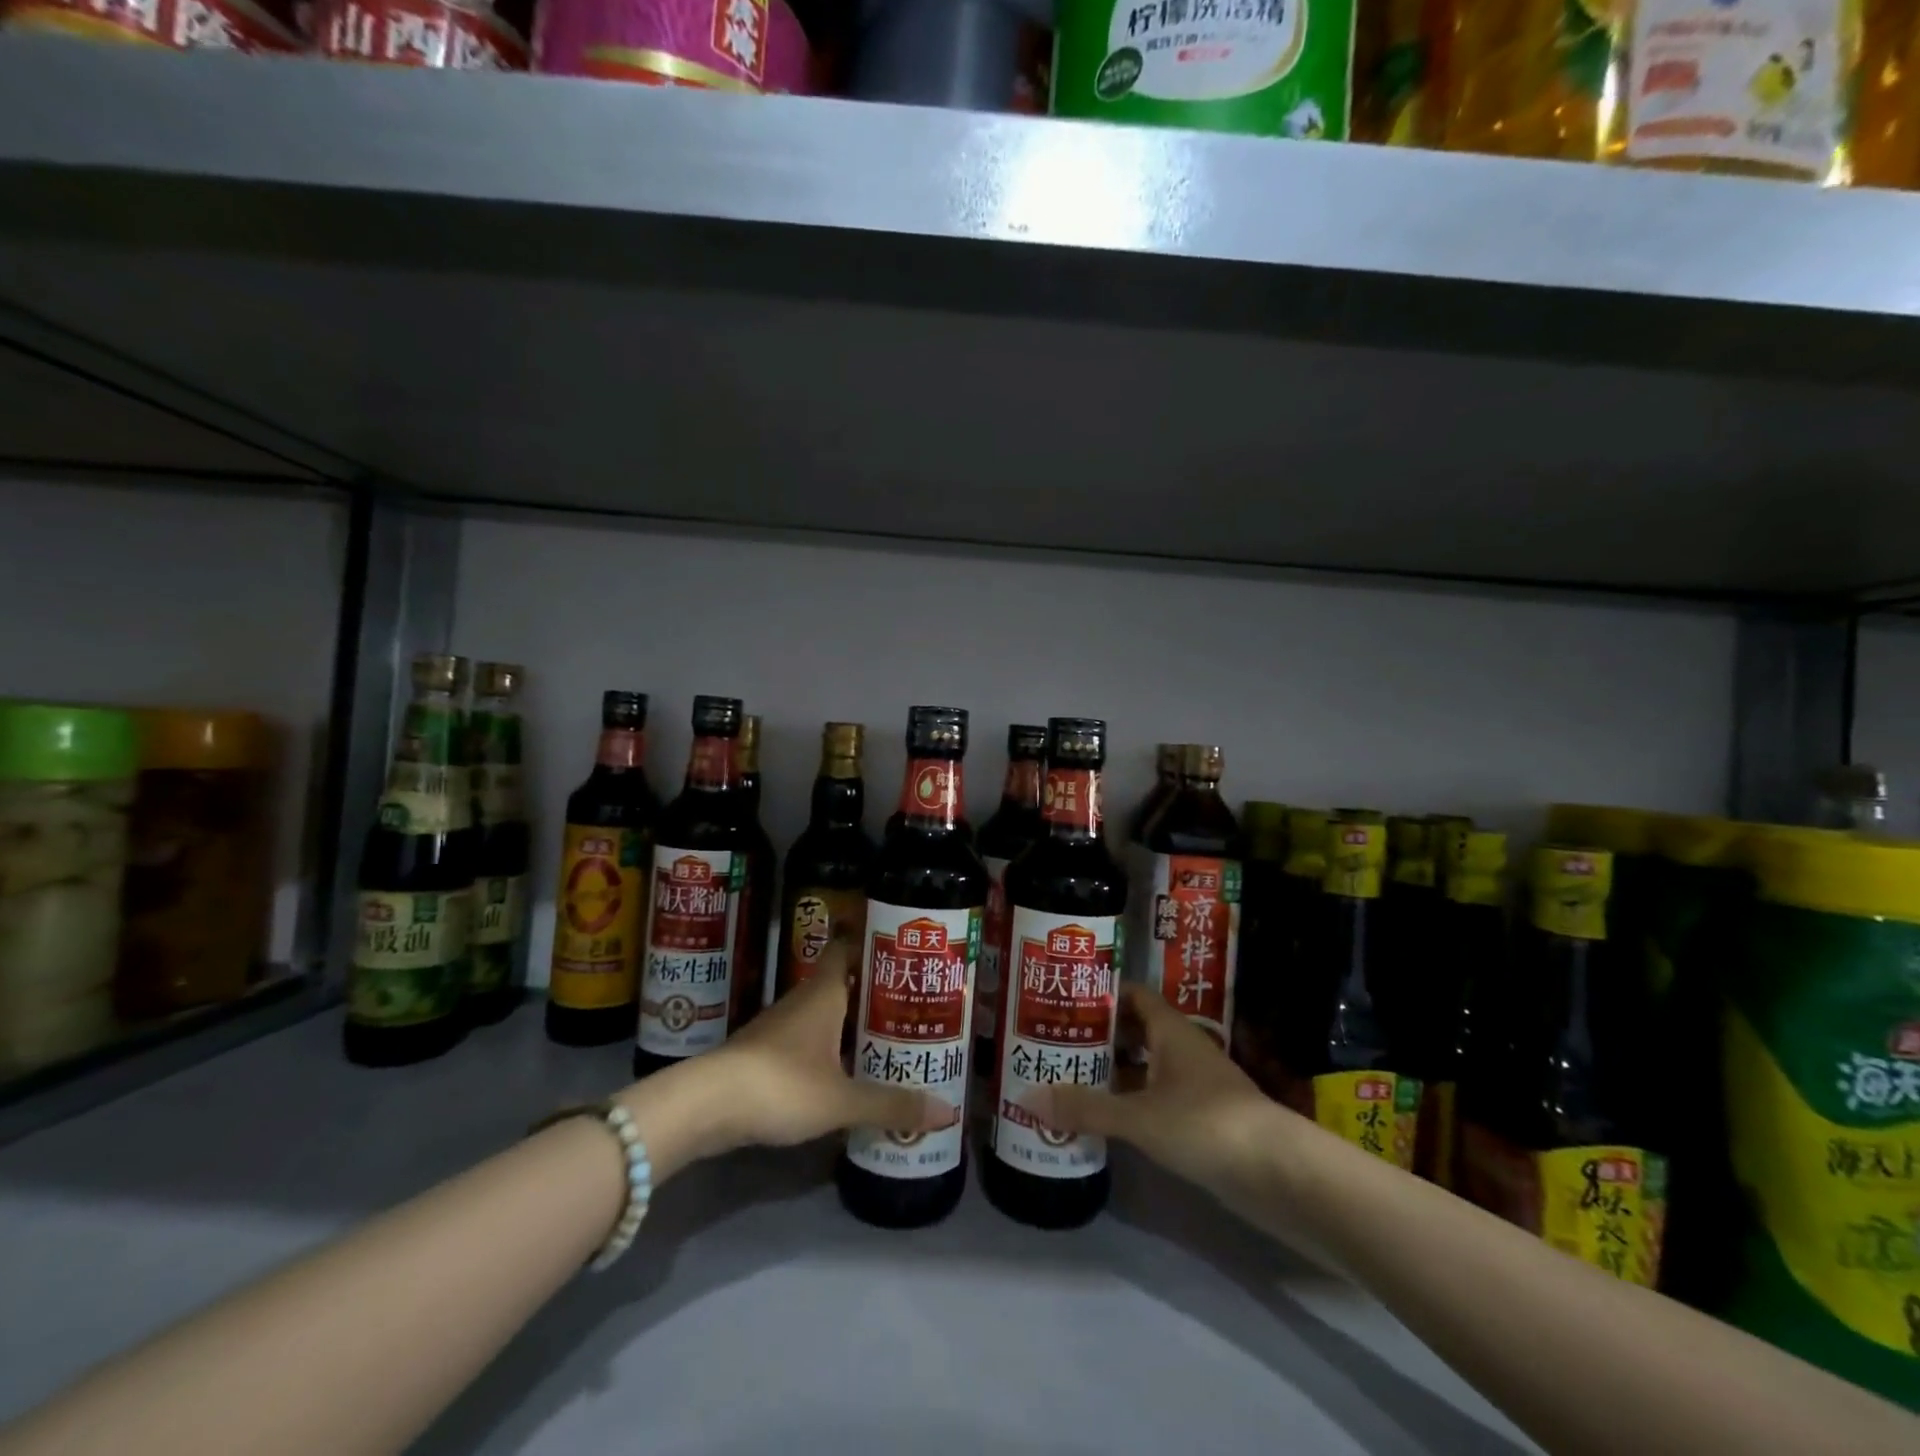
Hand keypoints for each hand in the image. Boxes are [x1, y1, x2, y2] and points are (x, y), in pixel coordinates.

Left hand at [666, 947, 953, 1158]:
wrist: (705, 1106)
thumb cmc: (780, 1084)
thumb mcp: (841, 1099)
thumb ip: (891, 1104)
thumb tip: (948, 1111)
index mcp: (824, 992)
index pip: (848, 948)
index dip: (872, 945)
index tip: (903, 953)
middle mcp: (803, 1000)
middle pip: (843, 983)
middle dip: (874, 992)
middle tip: (913, 1003)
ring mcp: (780, 1027)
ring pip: (826, 1014)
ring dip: (853, 1023)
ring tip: (890, 1037)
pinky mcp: (766, 1054)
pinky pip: (809, 1040)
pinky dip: (831, 1048)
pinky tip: (848, 1071)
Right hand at [1032, 983, 1280, 1197]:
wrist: (1280, 1175)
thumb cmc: (1207, 1124)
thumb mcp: (1139, 1116)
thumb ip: (1086, 1107)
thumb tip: (1027, 1097)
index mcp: (1171, 1031)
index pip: (1132, 995)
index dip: (1101, 994)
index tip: (1064, 998)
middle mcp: (1182, 1050)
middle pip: (1135, 1030)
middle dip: (1098, 1035)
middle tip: (1054, 1041)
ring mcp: (1194, 1085)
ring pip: (1144, 1067)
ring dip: (1112, 1072)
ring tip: (1068, 1078)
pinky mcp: (1201, 1120)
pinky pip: (1155, 1099)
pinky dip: (1130, 1102)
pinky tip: (1104, 1118)